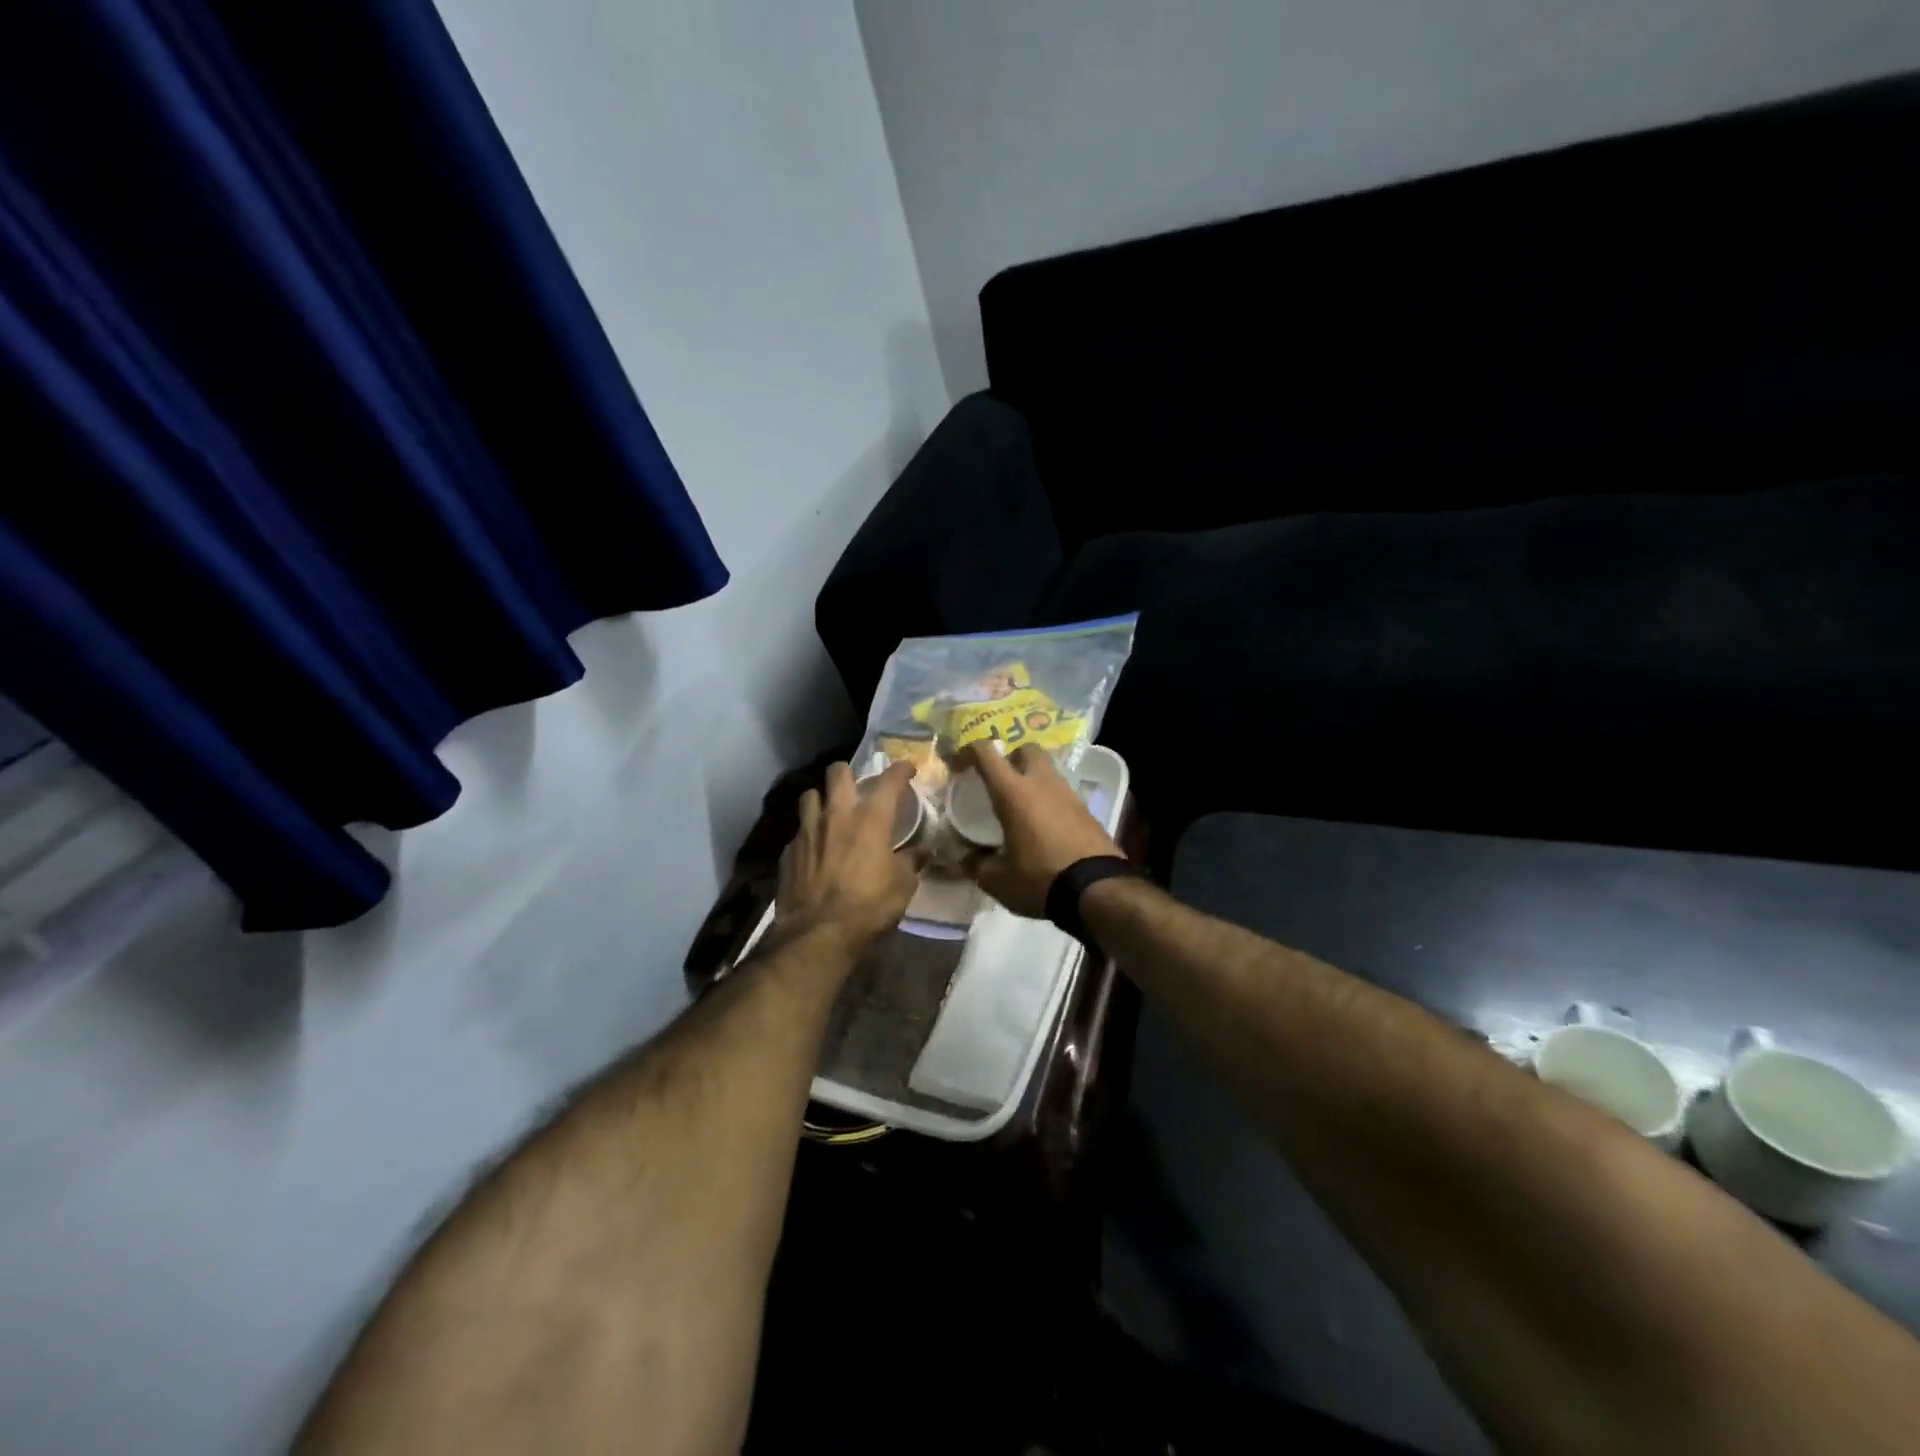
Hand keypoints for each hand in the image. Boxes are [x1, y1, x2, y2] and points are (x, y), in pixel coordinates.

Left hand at [775, 761, 917, 949]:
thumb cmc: (869, 906)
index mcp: (871, 819)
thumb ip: (911, 862)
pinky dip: (809, 835)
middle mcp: (836, 815)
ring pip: (810, 795)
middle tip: (857, 786)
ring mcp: (807, 831)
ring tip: (830, 813)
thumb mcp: (903, 886)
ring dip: (821, 799)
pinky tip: (815, 850)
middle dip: (849, 773)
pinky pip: (799, 831)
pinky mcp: (789, 851)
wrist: (818, 933)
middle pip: (837, 772)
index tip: (907, 770)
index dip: (900, 770)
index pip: (889, 780)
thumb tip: (921, 852)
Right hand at [962, 744, 1122, 917]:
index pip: (987, 753)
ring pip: (1047, 770)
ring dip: (1032, 779)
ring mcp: (1069, 794)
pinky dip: (1049, 800)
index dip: (968, 751)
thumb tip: (966, 859)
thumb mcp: (998, 880)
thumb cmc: (1041, 879)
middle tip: (999, 781)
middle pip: (1026, 749)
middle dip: (1010, 757)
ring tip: (1021, 807)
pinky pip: (1062, 793)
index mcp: (1014, 793)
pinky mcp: (1087, 810)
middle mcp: (1042, 783)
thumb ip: (977, 865)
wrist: (1098, 890)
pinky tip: (1044, 825)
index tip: (957, 765)